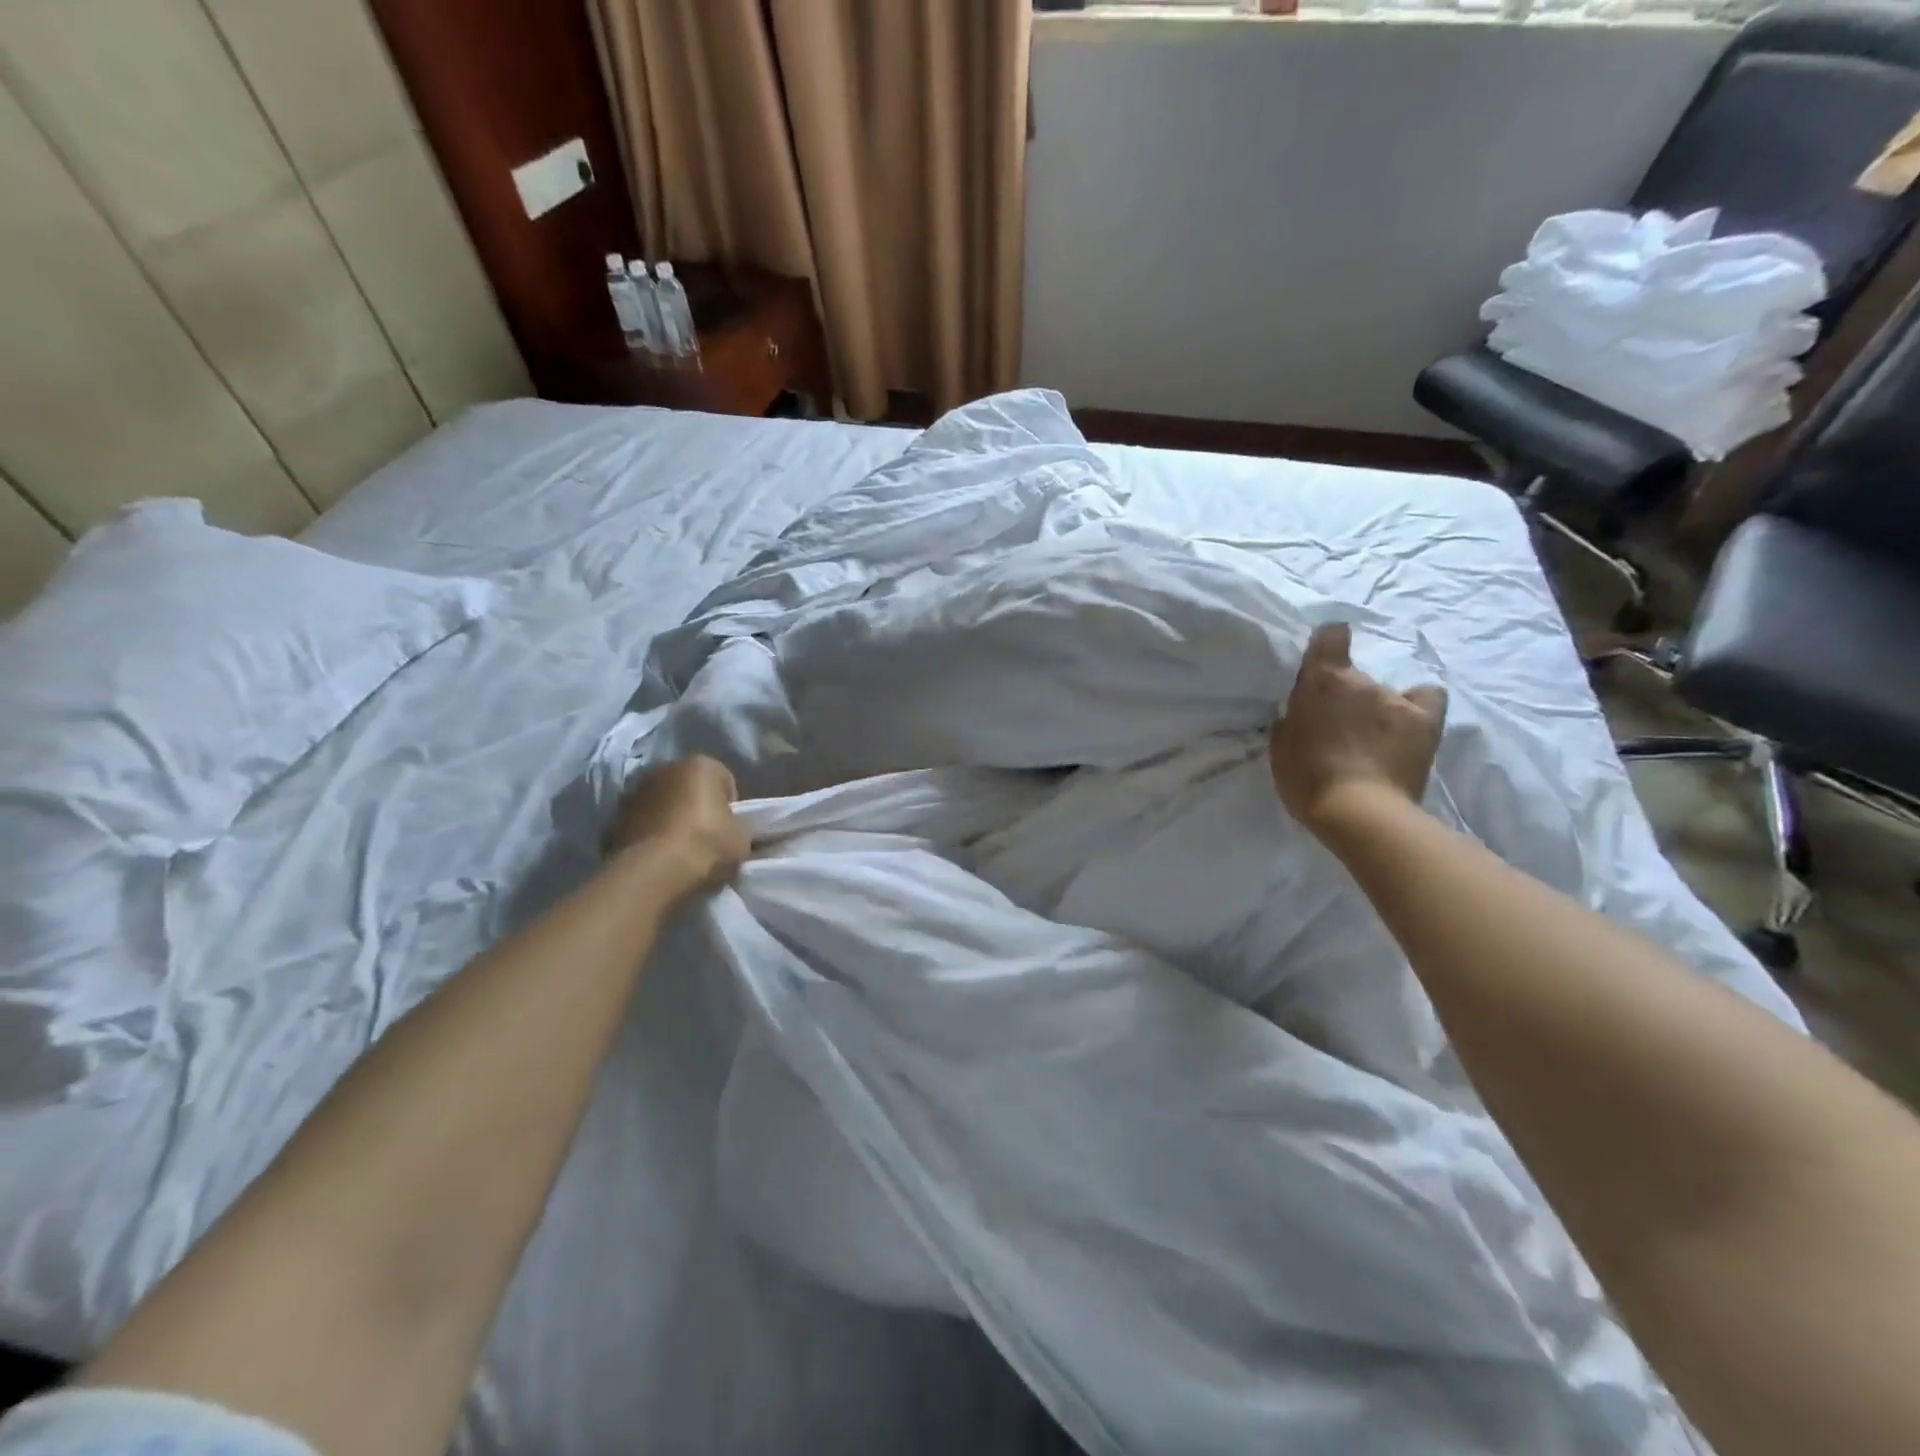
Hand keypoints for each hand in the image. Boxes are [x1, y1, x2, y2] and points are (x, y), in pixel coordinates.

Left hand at [605, 756, 748, 899]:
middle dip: (697, 806)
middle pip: (689, 787)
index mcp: (701, 765)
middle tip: (706, 838)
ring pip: (662, 803)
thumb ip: (738, 825)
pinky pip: (641, 823)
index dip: (730, 806)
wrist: (653, 874)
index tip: (729, 830)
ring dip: (669, 818)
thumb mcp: (742, 837)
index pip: (724, 781)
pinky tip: (657, 856)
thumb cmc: (706, 845)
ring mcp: (634, 792)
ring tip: (679, 850)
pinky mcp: (613, 818)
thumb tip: (730, 829)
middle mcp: (664, 769)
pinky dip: (649, 834)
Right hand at [1268, 623, 1446, 837]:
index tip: (1322, 660)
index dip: (1328, 642)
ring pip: (1384, 694)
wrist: (1358, 812)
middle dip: (1346, 697)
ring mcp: (1396, 700)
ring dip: (1376, 711)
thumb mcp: (1281, 746)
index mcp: (1322, 682)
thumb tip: (1301, 713)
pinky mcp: (1425, 721)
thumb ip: (1292, 720)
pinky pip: (1427, 698)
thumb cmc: (1307, 779)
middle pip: (1354, 677)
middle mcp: (1361, 681)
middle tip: (1338, 729)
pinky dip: (1417, 706)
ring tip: (1372, 742)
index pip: (1331, 635)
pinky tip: (1409, 725)